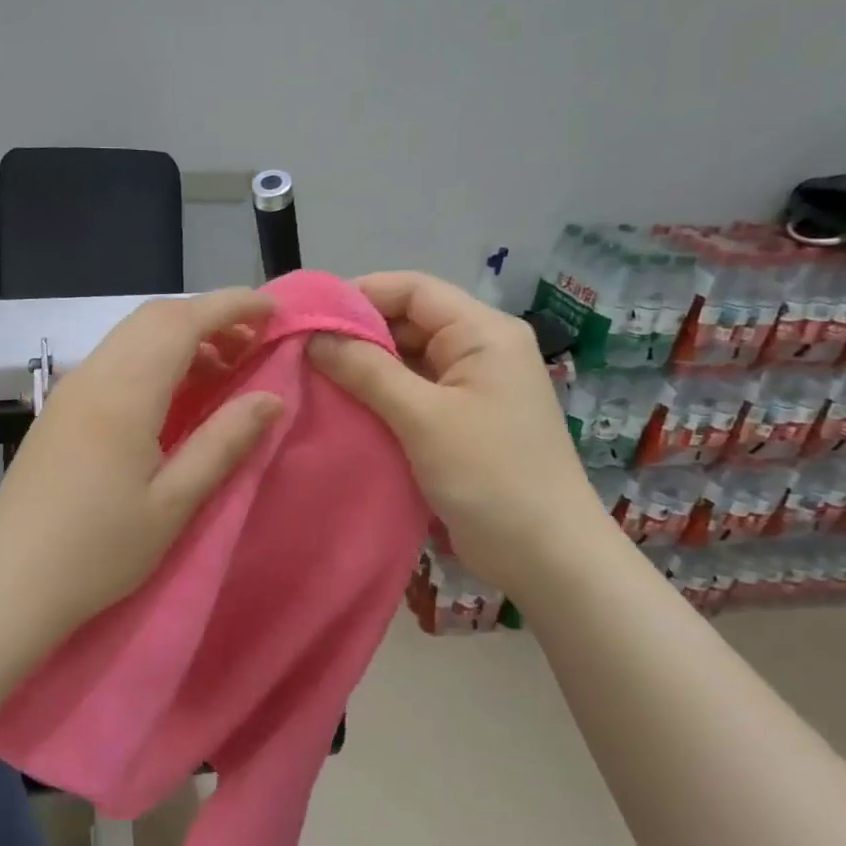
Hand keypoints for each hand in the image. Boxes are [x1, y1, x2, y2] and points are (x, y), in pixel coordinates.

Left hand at [0, 289, 283, 643]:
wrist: (11, 583)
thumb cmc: (98, 551)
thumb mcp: (173, 503)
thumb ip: (223, 442)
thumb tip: (272, 398)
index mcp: (123, 393)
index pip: (182, 321)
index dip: (231, 306)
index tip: (273, 311)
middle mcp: (92, 376)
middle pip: (154, 318)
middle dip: (208, 317)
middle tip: (253, 345)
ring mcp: (69, 391)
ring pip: (131, 337)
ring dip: (180, 338)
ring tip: (223, 372)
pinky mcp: (59, 410)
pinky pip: (114, 361)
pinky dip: (153, 359)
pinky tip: (174, 397)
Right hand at [308, 271, 611, 594]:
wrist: (546, 556)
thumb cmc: (490, 476)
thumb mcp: (423, 417)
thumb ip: (367, 371)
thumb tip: (314, 337)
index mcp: (483, 333)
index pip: (413, 289)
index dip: (359, 294)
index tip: (307, 314)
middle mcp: (479, 351)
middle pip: (409, 322)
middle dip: (356, 333)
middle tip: (300, 350)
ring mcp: (471, 389)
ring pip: (407, 360)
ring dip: (364, 368)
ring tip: (311, 377)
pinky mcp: (460, 423)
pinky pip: (412, 395)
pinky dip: (378, 397)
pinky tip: (341, 408)